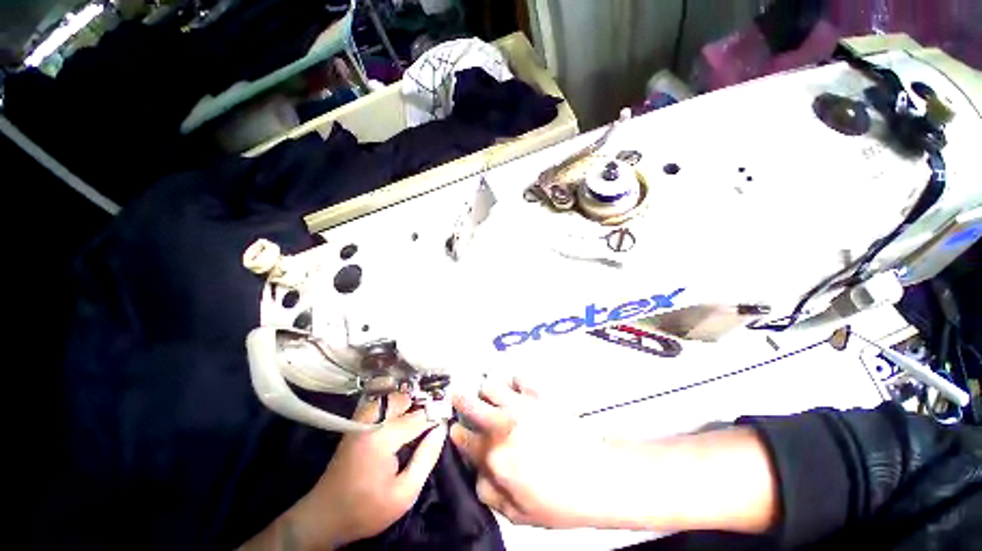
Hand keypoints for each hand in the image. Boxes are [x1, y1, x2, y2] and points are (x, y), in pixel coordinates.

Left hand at [315, 393, 446, 545]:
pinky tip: (405, 411)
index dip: (436, 415)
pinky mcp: (356, 423)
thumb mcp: (404, 494)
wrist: (324, 516)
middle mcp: (369, 422)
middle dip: (422, 402)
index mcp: (381, 439)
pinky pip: (380, 402)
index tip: (449, 415)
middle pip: (403, 398)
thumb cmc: (366, 509)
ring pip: (391, 396)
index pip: (418, 417)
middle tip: (438, 410)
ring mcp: (360, 421)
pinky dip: (395, 401)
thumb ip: (425, 458)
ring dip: (409, 399)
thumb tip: (441, 429)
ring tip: (424, 409)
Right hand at [451, 378, 776, 534]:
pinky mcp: (538, 394)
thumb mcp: (518, 513)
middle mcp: (501, 424)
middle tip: (458, 395)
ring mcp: (520, 405)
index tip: (455, 428)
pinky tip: (518, 387)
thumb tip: (479, 472)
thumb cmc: (558, 501)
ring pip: (490, 385)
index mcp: (493, 455)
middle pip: (469, 402)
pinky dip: (515, 381)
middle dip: (460, 398)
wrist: (596, 478)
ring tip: (492, 394)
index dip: (455, 432)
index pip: (462, 438)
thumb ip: (490, 492)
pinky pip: (519, 377)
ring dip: (488, 391)